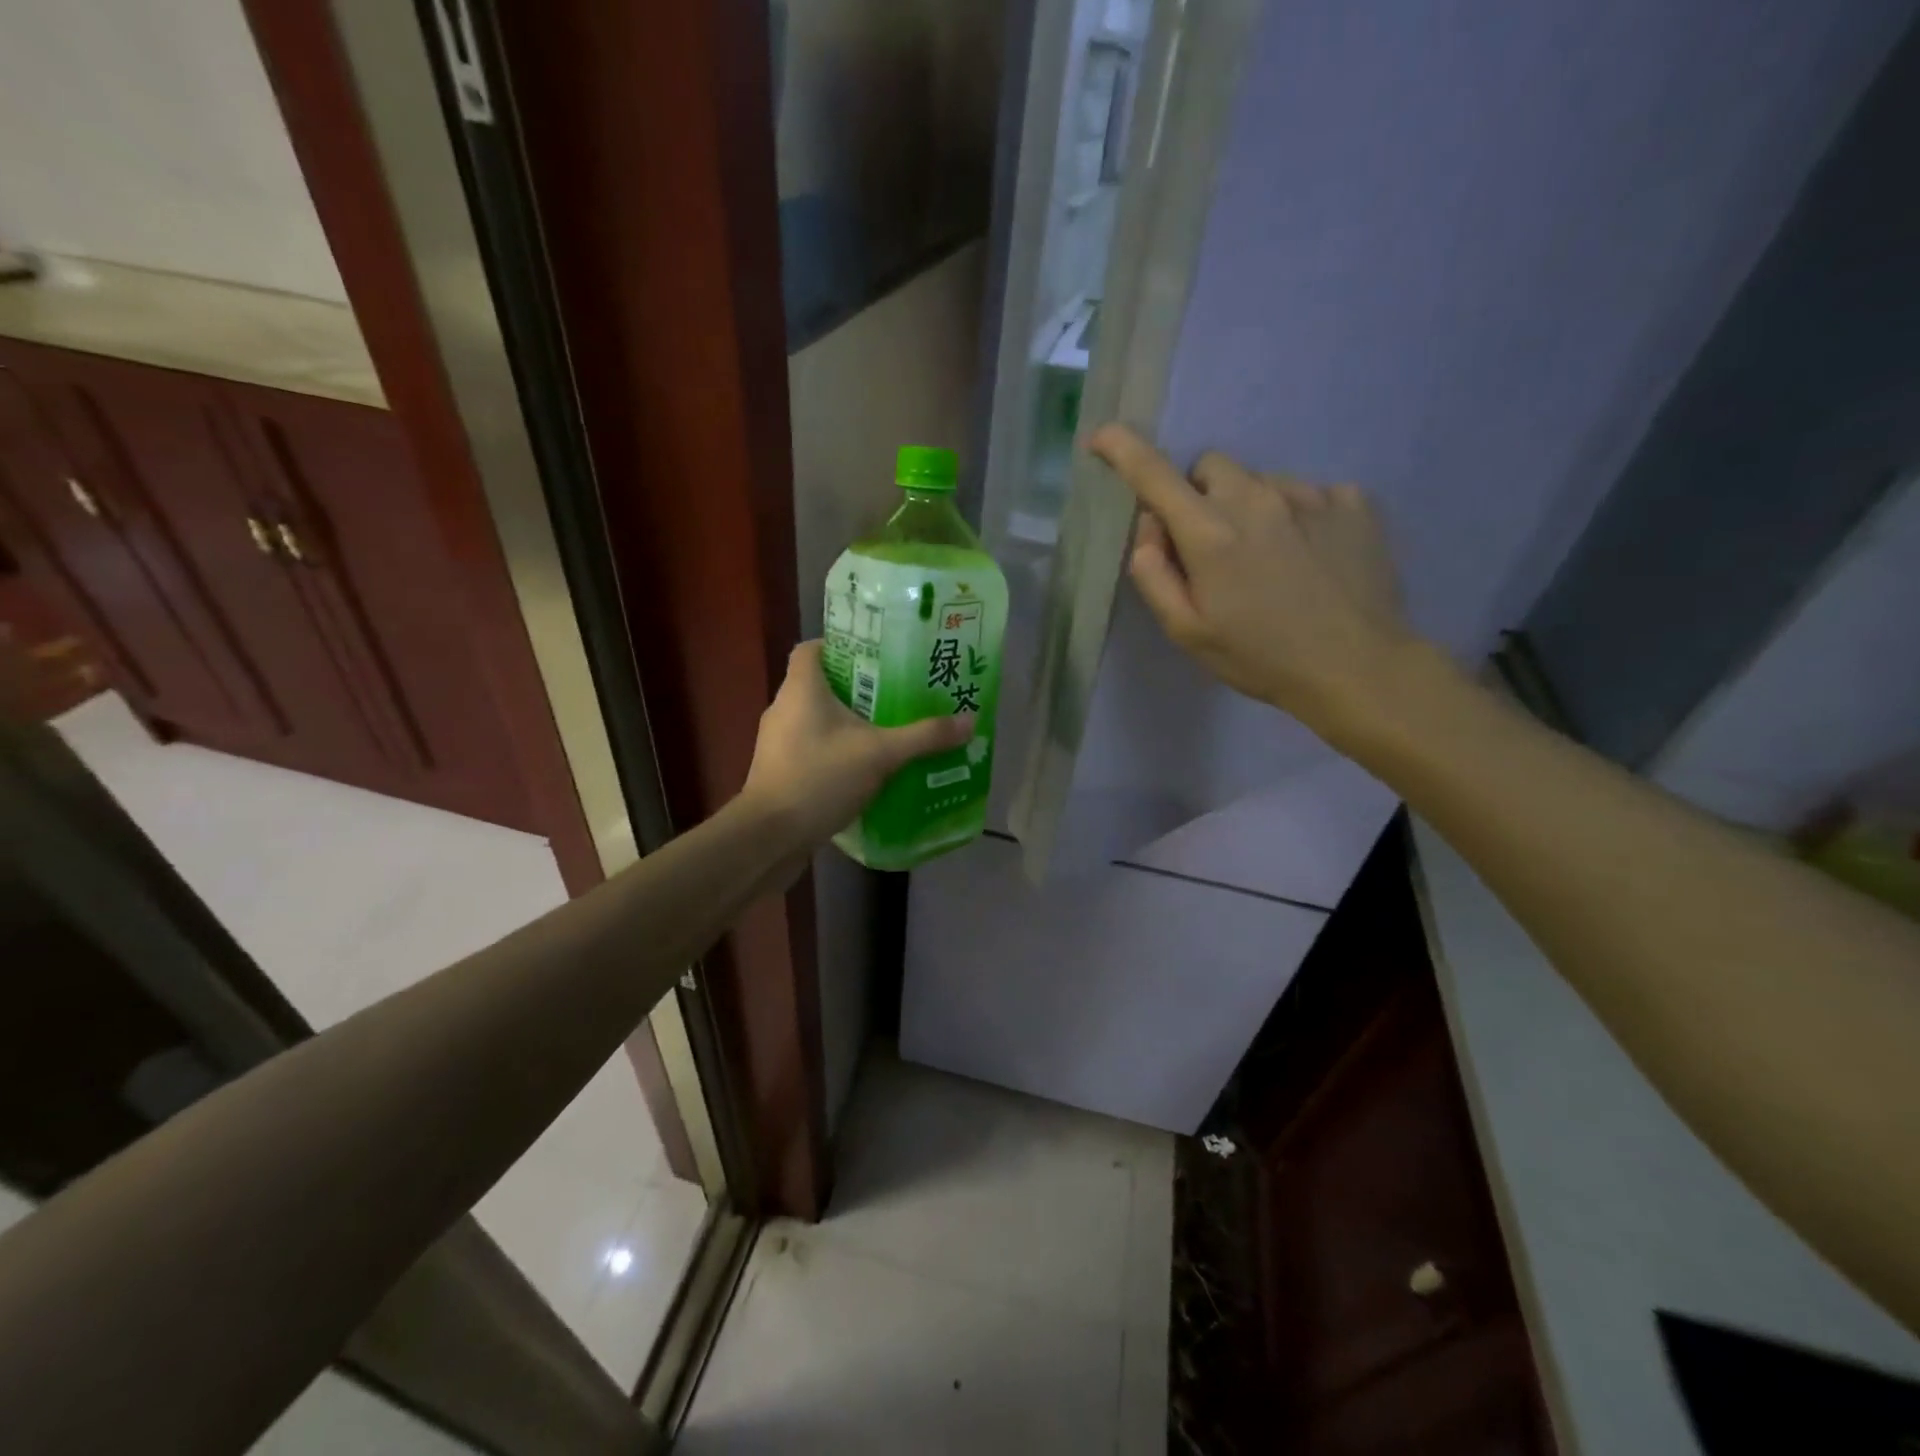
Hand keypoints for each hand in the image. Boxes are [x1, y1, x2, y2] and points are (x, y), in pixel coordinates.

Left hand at [742, 640, 974, 848]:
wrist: (770, 836)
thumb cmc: (820, 778)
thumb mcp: (881, 754)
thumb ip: (924, 736)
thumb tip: (970, 720)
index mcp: (801, 688)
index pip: (813, 648)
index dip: (842, 645)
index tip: (876, 655)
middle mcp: (784, 707)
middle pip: (821, 683)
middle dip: (858, 687)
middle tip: (897, 692)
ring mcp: (777, 741)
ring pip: (816, 718)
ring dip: (848, 722)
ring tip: (888, 729)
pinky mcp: (779, 770)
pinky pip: (812, 747)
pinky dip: (836, 750)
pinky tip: (865, 766)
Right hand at [1088, 424, 1418, 738]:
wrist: (1357, 668)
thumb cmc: (1260, 658)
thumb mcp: (1187, 632)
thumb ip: (1154, 575)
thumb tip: (1150, 528)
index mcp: (1210, 534)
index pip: (1154, 474)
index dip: (1122, 449)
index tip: (1102, 438)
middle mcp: (1257, 498)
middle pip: (1210, 467)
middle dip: (1198, 496)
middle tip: (1211, 547)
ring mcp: (1310, 494)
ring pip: (1259, 481)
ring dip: (1250, 509)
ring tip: (1270, 561)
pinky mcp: (1353, 501)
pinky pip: (1308, 492)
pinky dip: (1296, 517)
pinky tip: (1309, 557)